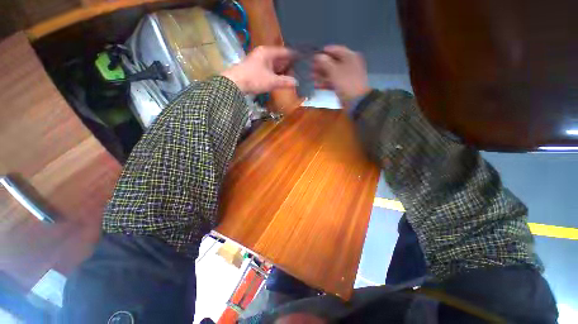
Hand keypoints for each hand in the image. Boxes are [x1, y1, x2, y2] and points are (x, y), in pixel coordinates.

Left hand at [221, 46, 296, 93]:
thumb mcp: (271, 81)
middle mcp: (264, 55)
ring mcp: (260, 62)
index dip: (295, 55)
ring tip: (295, 75)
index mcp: (268, 52)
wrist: (235, 84)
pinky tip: (283, 80)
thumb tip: (297, 82)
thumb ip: (285, 81)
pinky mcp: (257, 70)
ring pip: (275, 65)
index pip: (285, 51)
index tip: (304, 59)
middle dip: (290, 65)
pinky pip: (270, 70)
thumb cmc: (254, 79)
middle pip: (280, 58)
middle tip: (301, 70)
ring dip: (284, 71)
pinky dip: (277, 75)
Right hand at [313, 45, 370, 107]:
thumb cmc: (346, 83)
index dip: (324, 52)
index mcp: (349, 56)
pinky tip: (317, 85)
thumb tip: (318, 56)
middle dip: (321, 65)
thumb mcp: (334, 71)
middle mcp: (349, 64)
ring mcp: (346, 76)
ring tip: (311, 77)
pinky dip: (325, 83)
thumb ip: (325, 63)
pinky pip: (333, 81)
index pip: (336, 50)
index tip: (314, 56)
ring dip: (321, 75)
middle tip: (311, 68)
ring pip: (332, 73)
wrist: (356, 101)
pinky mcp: (343, 85)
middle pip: (333, 62)